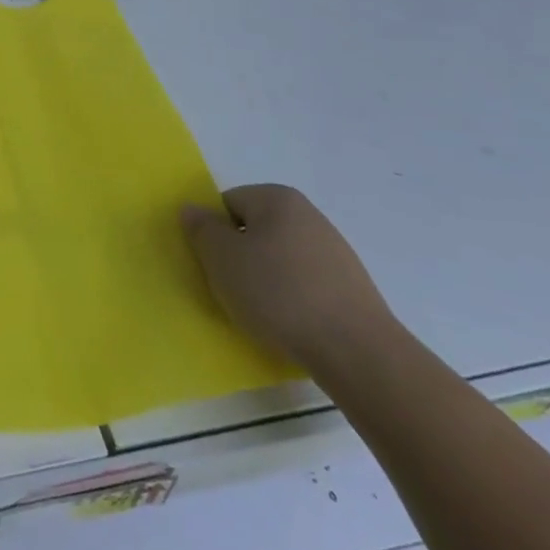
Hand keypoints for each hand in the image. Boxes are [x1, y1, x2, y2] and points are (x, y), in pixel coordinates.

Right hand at [180, 183, 398, 371]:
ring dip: (264, 280)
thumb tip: (192, 209)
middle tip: (230, 287)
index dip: (214, 232)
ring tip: (260, 312)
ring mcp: (334, 252)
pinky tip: (288, 324)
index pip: (228, 203)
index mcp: (278, 198)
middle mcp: (309, 215)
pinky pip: (303, 284)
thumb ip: (201, 229)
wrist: (357, 351)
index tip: (213, 264)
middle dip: (239, 256)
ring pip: (279, 259)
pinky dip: (290, 299)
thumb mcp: (222, 258)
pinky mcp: (350, 288)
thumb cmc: (278, 293)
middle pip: (255, 229)